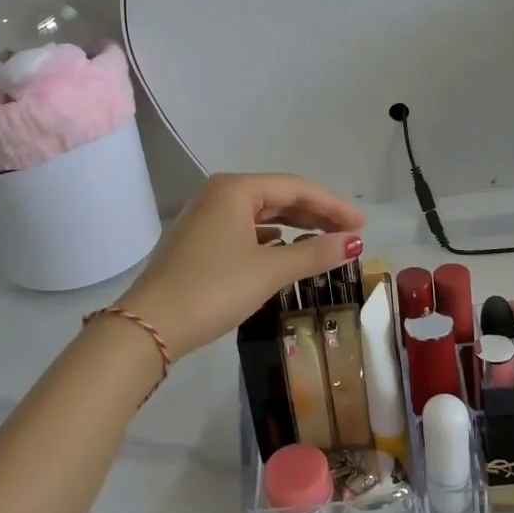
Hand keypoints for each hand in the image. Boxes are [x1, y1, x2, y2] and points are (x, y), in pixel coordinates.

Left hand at [120, 173, 365, 355]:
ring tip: (324, 242)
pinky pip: (245, 230)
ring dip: (294, 227)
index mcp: (235, 189)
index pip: (296, 187)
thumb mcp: (269, 271)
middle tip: (349, 234)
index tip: (362, 226)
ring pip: (261, 215)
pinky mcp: (199, 242)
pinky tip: (284, 251)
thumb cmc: (214, 288)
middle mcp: (218, 194)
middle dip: (316, 215)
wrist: (151, 325)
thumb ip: (315, 254)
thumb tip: (355, 242)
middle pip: (278, 197)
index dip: (333, 205)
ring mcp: (205, 218)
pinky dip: (270, 239)